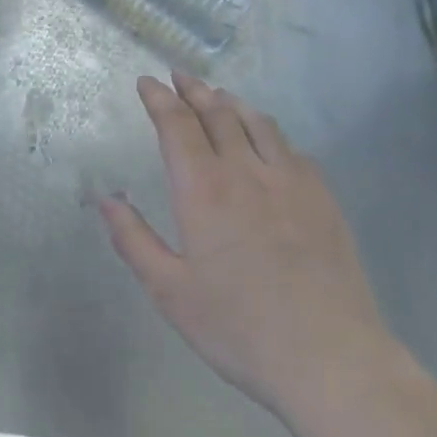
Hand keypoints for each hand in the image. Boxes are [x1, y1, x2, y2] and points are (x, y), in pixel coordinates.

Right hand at [97, 73, 394, 421]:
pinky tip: (268, 142)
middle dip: (193, 90)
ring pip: (257, 122)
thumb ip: (133, 239)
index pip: (176, 125)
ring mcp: (290, 181)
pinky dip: (269, 132)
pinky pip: (291, 148)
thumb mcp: (170, 291)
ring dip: (231, 103)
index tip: (146, 82)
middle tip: (179, 77)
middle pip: (217, 113)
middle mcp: (246, 171)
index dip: (159, 99)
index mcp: (203, 190)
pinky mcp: (323, 198)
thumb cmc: (239, 328)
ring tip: (218, 96)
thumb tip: (106, 197)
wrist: (330, 360)